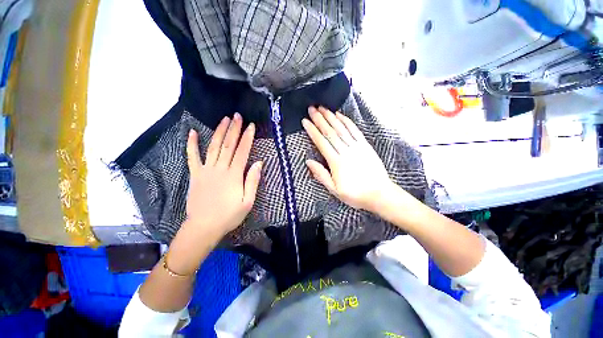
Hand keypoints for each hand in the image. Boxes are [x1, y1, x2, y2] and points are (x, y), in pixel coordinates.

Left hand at [184, 113, 262, 238]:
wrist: (204, 226)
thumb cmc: (229, 215)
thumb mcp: (248, 201)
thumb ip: (253, 181)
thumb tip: (258, 163)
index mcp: (233, 175)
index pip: (242, 151)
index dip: (247, 138)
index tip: (251, 126)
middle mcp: (220, 169)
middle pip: (228, 145)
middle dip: (234, 129)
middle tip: (238, 116)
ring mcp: (205, 170)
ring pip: (213, 147)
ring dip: (219, 131)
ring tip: (224, 119)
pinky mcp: (195, 174)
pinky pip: (192, 157)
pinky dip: (192, 144)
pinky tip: (193, 133)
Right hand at [302, 106, 394, 212]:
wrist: (379, 194)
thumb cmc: (355, 194)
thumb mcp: (334, 189)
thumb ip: (321, 175)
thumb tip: (308, 162)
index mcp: (336, 162)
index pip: (321, 142)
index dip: (312, 131)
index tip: (305, 121)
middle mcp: (346, 151)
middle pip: (330, 132)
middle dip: (319, 119)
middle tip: (311, 109)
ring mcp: (357, 147)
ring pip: (341, 129)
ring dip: (331, 117)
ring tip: (323, 108)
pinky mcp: (365, 146)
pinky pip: (355, 131)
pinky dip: (347, 122)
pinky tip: (340, 115)